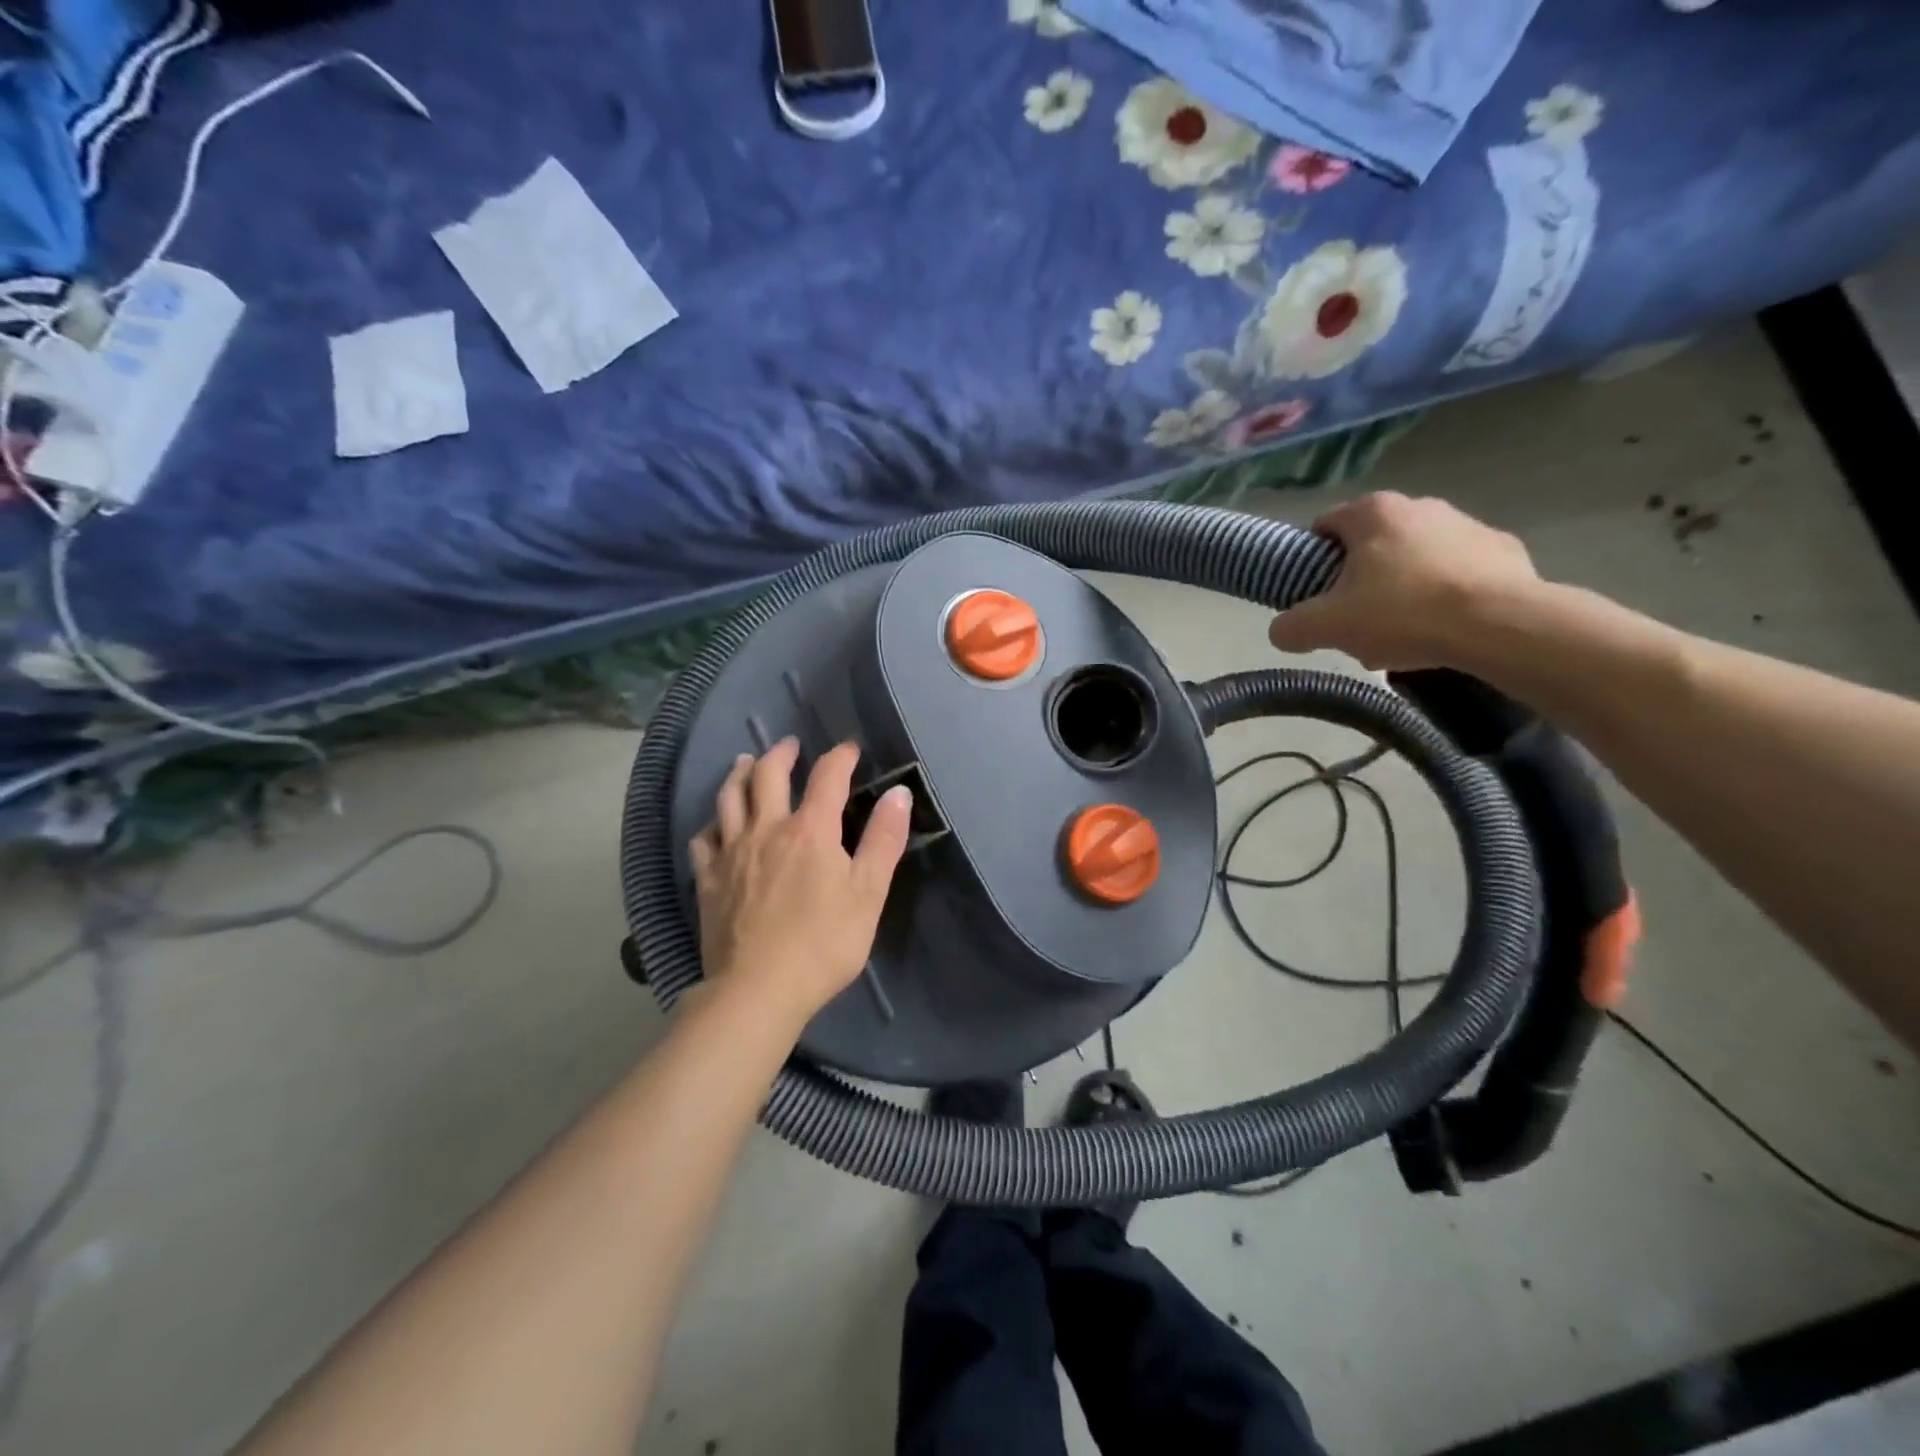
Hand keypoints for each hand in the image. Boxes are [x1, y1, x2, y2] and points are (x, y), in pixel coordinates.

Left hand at [689, 738, 910, 1033]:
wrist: (758, 990)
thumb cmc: (824, 943)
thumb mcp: (869, 893)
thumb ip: (883, 839)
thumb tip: (898, 792)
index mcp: (811, 830)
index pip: (827, 777)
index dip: (840, 757)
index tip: (849, 749)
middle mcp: (767, 829)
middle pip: (768, 775)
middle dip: (782, 754)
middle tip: (790, 745)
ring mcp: (732, 852)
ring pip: (729, 797)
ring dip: (740, 773)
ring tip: (746, 762)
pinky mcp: (709, 879)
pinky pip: (703, 838)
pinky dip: (712, 822)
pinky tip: (717, 823)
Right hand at [1268, 492, 1541, 670]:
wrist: (1500, 626)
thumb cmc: (1402, 614)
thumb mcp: (1327, 627)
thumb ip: (1291, 627)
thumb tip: (1282, 630)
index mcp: (1373, 514)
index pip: (1325, 524)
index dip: (1313, 559)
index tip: (1316, 594)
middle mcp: (1420, 506)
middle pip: (1371, 543)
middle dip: (1358, 578)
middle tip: (1356, 620)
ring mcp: (1467, 524)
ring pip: (1415, 556)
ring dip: (1401, 587)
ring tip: (1402, 634)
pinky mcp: (1504, 550)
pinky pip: (1458, 571)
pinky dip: (1445, 594)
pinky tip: (1443, 628)